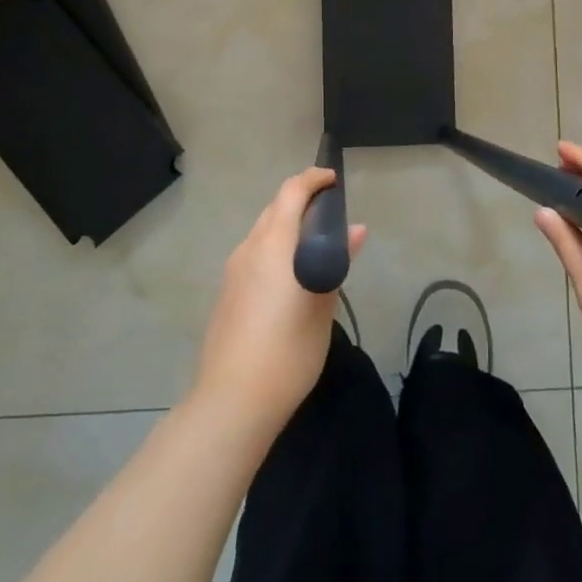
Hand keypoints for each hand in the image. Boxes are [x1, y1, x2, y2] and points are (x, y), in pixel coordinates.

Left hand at [192, 167, 365, 436]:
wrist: (232, 401)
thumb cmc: (288, 350)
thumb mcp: (323, 304)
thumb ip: (336, 260)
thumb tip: (355, 230)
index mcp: (273, 245)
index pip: (291, 192)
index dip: (313, 180)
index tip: (335, 181)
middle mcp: (249, 249)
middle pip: (274, 210)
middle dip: (301, 204)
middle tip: (332, 217)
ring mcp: (233, 272)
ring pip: (263, 234)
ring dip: (287, 230)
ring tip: (316, 251)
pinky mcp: (226, 294)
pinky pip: (254, 257)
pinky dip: (275, 252)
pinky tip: (291, 282)